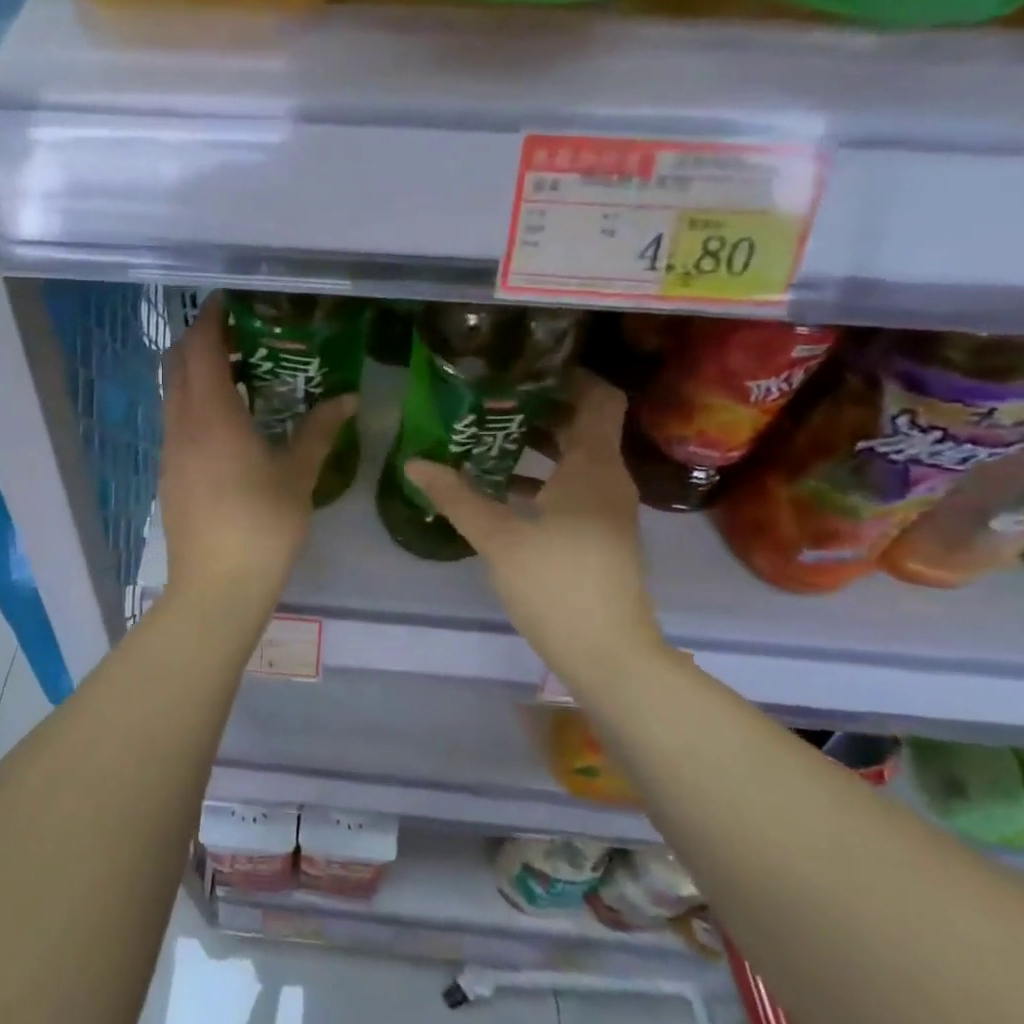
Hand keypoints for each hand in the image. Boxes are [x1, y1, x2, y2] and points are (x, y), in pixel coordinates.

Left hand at [159, 296, 356, 608]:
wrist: (216, 586)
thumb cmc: (262, 526)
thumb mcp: (298, 475)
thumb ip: (320, 431)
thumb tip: (348, 398)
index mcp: (212, 415)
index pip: (201, 349)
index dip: (211, 320)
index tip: (230, 302)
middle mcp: (182, 424)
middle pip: (178, 364)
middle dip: (199, 339)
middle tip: (237, 332)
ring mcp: (170, 450)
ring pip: (172, 392)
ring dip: (194, 371)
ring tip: (235, 371)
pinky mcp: (169, 473)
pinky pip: (175, 419)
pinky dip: (192, 401)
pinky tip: (225, 419)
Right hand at [404, 373, 662, 672]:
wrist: (608, 654)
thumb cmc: (557, 585)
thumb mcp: (498, 538)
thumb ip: (456, 497)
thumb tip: (414, 462)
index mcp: (592, 467)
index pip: (598, 398)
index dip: (570, 376)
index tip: (525, 368)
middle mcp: (608, 479)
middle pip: (583, 425)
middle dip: (540, 408)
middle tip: (491, 398)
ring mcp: (608, 509)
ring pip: (576, 458)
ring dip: (538, 444)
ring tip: (488, 436)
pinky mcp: (600, 534)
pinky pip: (573, 487)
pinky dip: (543, 478)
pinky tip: (501, 489)